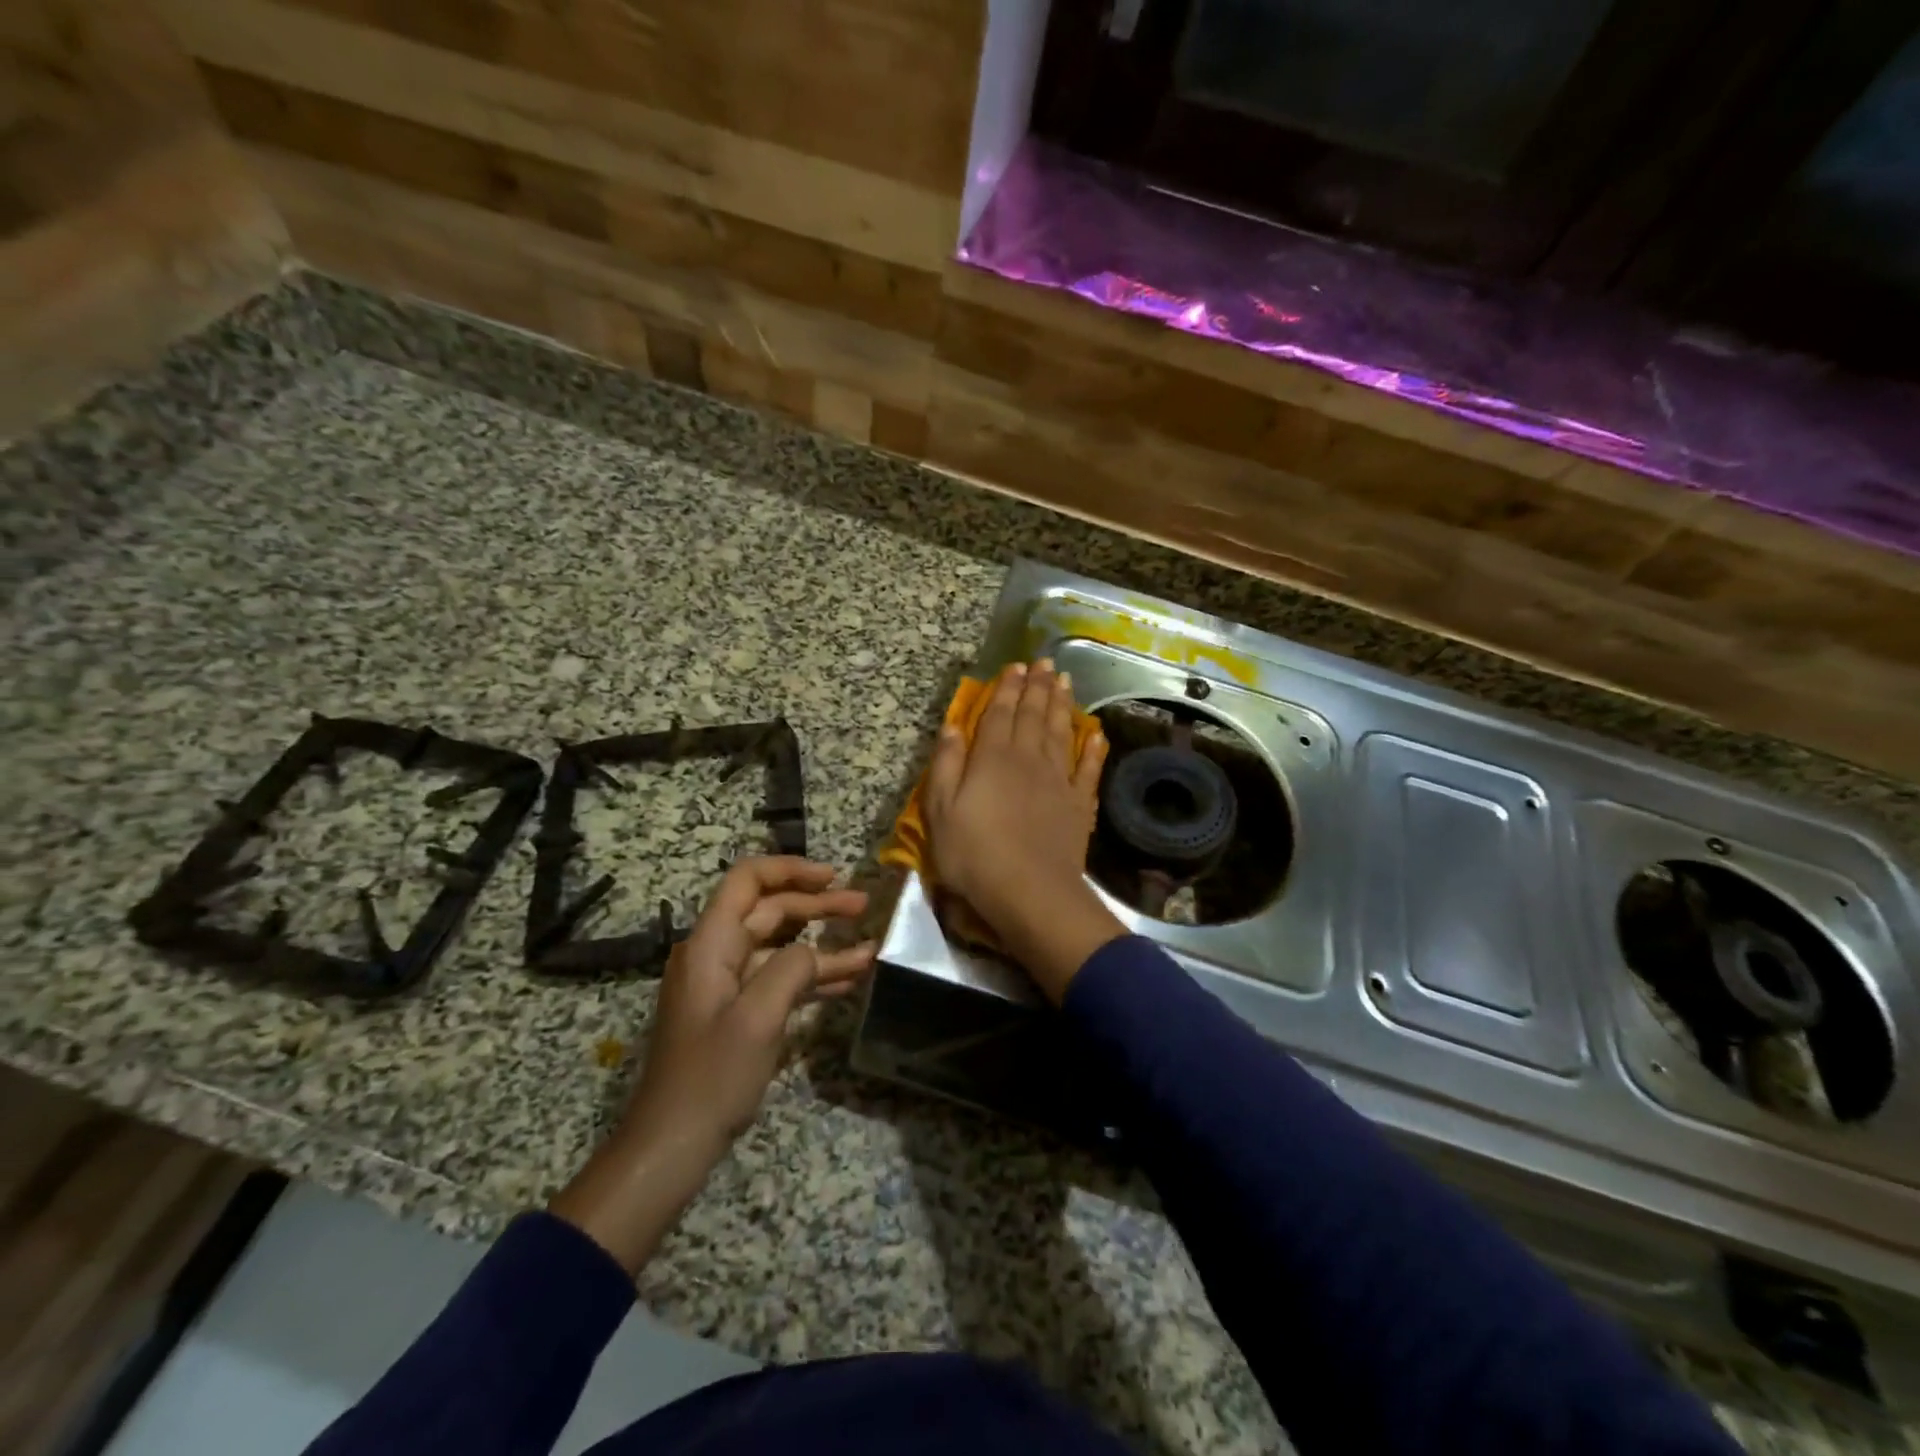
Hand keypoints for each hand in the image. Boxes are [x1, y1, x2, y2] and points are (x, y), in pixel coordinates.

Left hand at [550, 857, 873, 1273]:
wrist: (670, 1146)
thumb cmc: (711, 1078)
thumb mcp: (758, 1018)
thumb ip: (791, 969)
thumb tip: (813, 951)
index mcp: (711, 944)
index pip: (748, 880)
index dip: (791, 869)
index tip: (834, 876)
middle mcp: (716, 954)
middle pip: (770, 911)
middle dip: (818, 905)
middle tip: (863, 907)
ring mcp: (725, 985)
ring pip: (779, 947)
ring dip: (823, 944)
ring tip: (868, 946)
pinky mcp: (736, 1013)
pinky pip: (778, 979)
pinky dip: (812, 976)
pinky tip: (849, 979)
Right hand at [924, 660, 1125, 1001]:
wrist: (1030, 892)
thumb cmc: (974, 854)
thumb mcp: (941, 811)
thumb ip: (946, 765)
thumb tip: (952, 726)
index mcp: (992, 759)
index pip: (999, 714)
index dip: (1006, 689)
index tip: (1015, 666)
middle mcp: (1028, 760)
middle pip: (1033, 716)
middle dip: (1037, 687)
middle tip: (1044, 663)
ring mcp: (1058, 781)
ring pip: (1061, 733)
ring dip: (1062, 706)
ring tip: (1065, 682)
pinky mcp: (1079, 805)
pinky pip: (1088, 769)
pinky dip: (1093, 750)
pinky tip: (1097, 734)